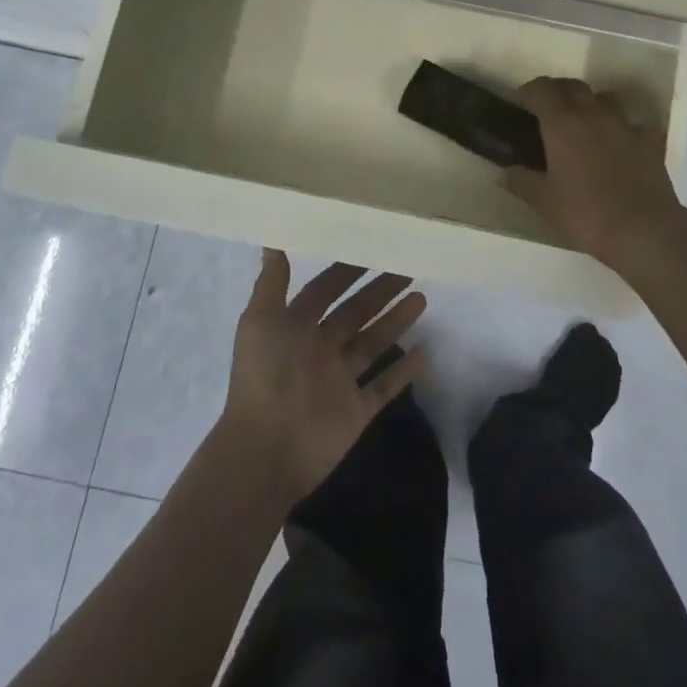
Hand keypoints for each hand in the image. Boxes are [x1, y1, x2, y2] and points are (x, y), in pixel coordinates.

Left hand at [220, 250, 427, 505]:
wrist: (265, 450)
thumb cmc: (264, 377)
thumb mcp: (260, 321)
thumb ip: (272, 281)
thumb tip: (272, 236)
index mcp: (296, 327)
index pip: (325, 290)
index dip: (346, 270)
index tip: (372, 247)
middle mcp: (319, 349)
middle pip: (355, 313)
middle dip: (379, 291)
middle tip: (408, 267)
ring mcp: (340, 381)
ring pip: (373, 343)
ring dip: (396, 321)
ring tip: (422, 297)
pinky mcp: (356, 410)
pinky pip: (385, 386)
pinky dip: (405, 371)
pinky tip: (426, 352)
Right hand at [506, 76, 686, 266]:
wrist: (644, 231)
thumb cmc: (585, 214)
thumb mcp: (544, 202)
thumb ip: (521, 182)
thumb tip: (502, 172)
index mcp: (563, 124)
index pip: (543, 90)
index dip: (530, 90)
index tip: (522, 99)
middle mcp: (594, 114)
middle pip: (574, 86)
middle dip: (559, 91)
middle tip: (549, 109)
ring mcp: (626, 125)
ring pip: (606, 98)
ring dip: (591, 102)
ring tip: (585, 122)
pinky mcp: (651, 141)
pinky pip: (632, 124)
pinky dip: (621, 128)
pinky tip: (619, 145)